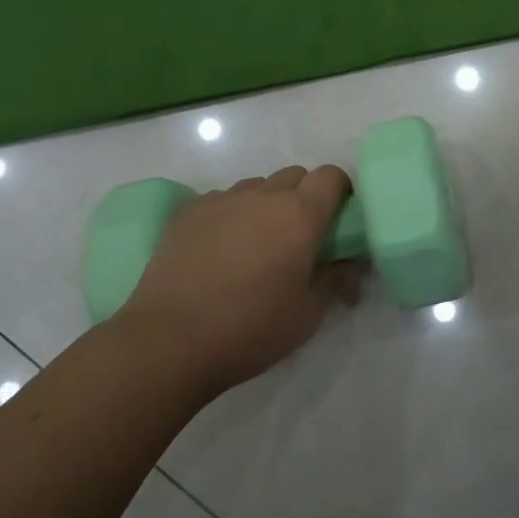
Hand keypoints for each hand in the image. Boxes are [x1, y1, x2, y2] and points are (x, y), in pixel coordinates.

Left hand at [120, 165, 362, 394]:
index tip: (338, 220)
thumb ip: (335, 279)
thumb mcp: (308, 314)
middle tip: (298, 238)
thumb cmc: (250, 329)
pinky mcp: (189, 211)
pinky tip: (219, 251)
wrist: (169, 341)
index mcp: (300, 214)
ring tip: (255, 246)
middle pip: (295, 176)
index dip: (340, 192)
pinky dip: (231, 215)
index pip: (332, 176)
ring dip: (266, 205)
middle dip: (304, 198)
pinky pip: (222, 200)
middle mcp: (263, 195)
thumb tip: (350, 262)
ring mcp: (222, 199)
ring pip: (257, 187)